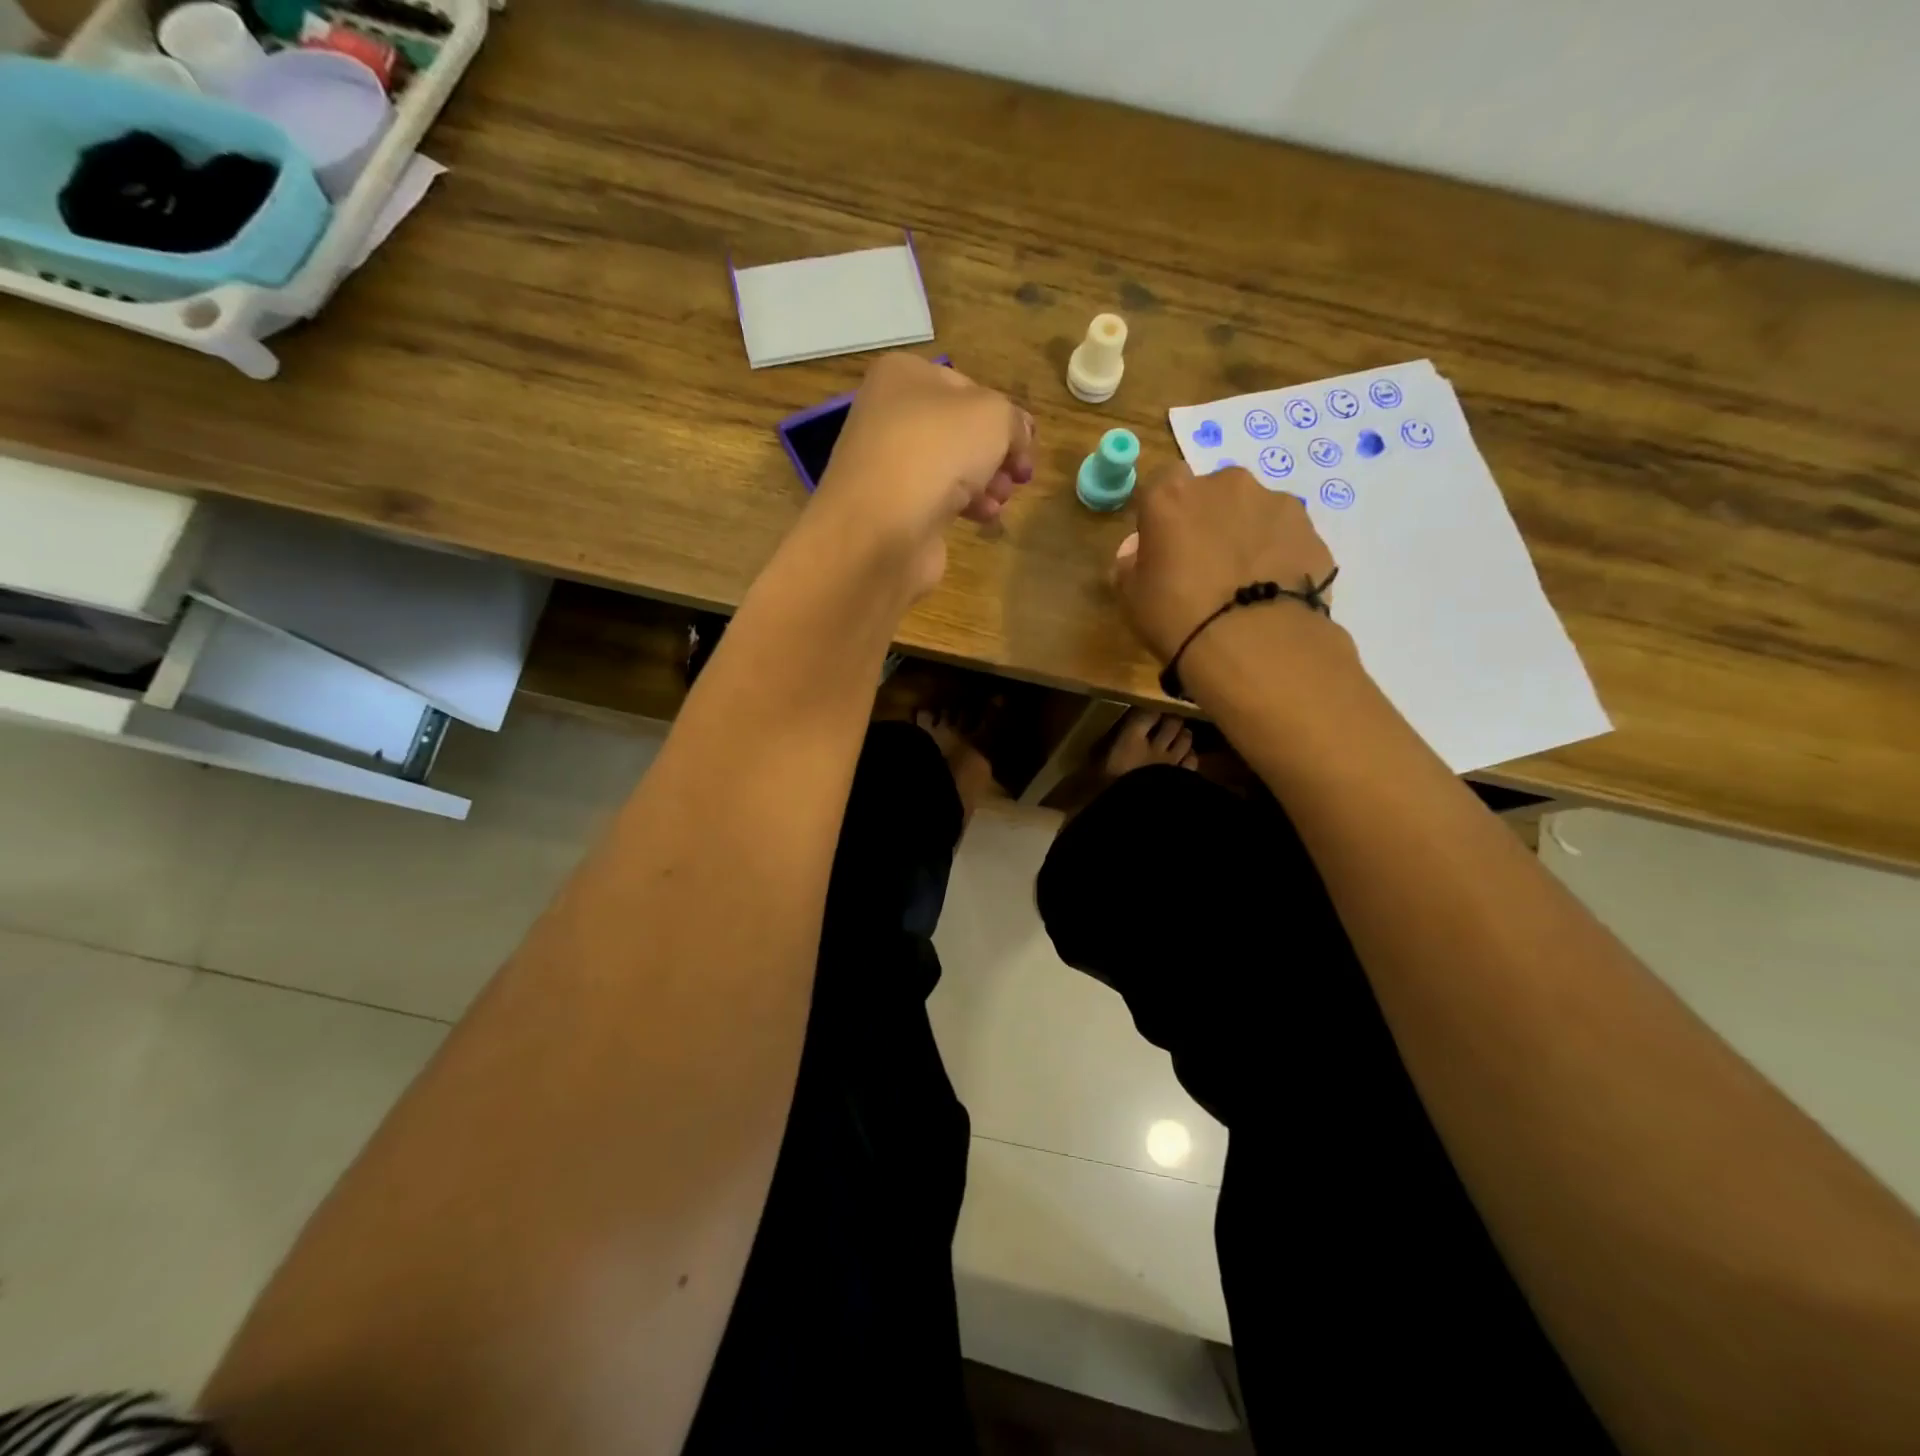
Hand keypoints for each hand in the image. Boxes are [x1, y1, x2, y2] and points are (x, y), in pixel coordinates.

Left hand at [809, 354, 1034, 600]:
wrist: (881, 528)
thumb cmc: (936, 452)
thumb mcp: (993, 416)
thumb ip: (1014, 421)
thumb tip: (1019, 436)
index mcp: (904, 375)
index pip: (968, 387)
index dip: (1004, 415)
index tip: (1028, 443)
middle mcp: (890, 414)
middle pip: (960, 431)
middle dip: (997, 453)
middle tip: (1021, 475)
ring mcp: (888, 464)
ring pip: (951, 467)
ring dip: (985, 482)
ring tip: (1002, 498)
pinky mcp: (892, 508)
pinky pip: (937, 499)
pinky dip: (964, 506)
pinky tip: (983, 517)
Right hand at [1114, 463, 1338, 661]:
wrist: (1254, 643)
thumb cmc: (1177, 617)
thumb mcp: (1132, 598)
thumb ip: (1130, 565)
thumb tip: (1137, 551)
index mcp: (1172, 495)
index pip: (1161, 482)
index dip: (1162, 513)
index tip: (1162, 544)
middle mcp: (1225, 484)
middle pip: (1212, 493)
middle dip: (1208, 519)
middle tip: (1205, 564)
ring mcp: (1274, 502)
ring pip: (1253, 512)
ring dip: (1246, 534)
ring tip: (1245, 582)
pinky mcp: (1310, 529)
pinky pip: (1284, 537)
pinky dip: (1278, 555)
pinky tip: (1274, 591)